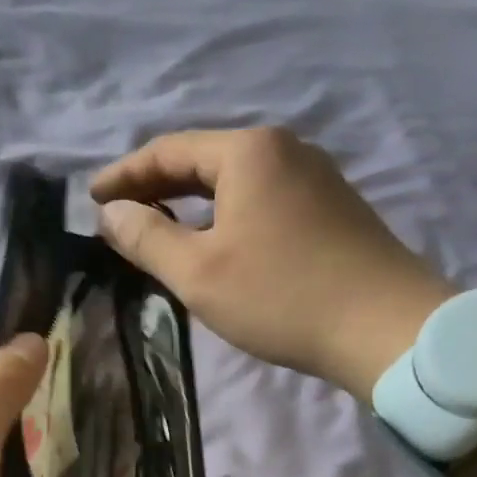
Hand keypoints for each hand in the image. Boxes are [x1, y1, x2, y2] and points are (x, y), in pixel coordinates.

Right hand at [91, 127, 454, 395]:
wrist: (385, 327)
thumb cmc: (281, 296)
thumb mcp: (198, 272)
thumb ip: (147, 238)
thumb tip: (110, 212)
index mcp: (248, 152)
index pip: (168, 150)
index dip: (124, 175)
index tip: (91, 199)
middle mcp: (284, 149)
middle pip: (203, 160)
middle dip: (156, 185)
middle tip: (119, 215)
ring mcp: (314, 176)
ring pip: (233, 181)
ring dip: (190, 201)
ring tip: (157, 227)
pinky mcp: (331, 206)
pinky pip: (260, 198)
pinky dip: (224, 213)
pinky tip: (213, 239)